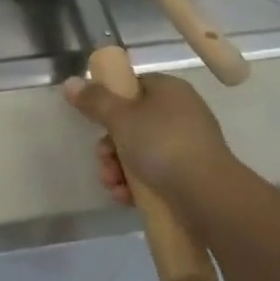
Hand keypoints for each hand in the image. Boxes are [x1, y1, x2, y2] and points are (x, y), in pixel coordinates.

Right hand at [64, 72, 230, 209]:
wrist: (209, 196)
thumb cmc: (163, 144)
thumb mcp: (121, 117)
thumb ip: (94, 100)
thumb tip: (70, 82)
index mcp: (170, 90)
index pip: (134, 86)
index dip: (111, 102)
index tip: (96, 121)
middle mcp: (182, 113)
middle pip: (133, 123)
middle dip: (110, 145)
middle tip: (102, 160)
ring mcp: (189, 146)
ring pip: (141, 152)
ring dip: (119, 168)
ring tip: (112, 185)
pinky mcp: (192, 177)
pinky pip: (156, 175)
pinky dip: (137, 185)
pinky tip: (125, 198)